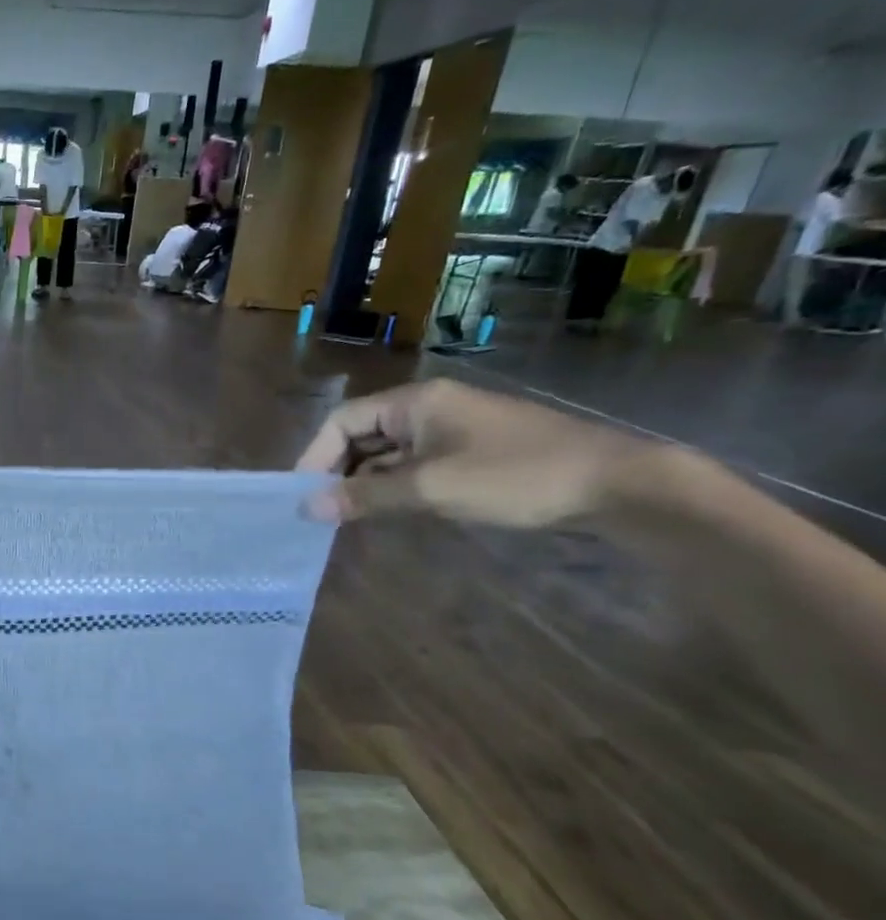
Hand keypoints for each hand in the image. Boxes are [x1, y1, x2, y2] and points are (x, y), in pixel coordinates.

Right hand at [293, 379, 656, 527]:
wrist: (617, 485)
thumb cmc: (515, 476)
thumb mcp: (431, 488)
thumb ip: (364, 497)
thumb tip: (307, 508)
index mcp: (414, 402)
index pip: (342, 422)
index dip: (315, 456)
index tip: (302, 496)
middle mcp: (428, 407)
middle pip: (361, 435)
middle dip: (337, 471)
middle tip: (321, 511)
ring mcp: (452, 428)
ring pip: (387, 453)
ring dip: (364, 482)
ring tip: (347, 517)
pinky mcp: (471, 450)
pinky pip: (414, 464)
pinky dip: (394, 485)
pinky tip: (387, 510)